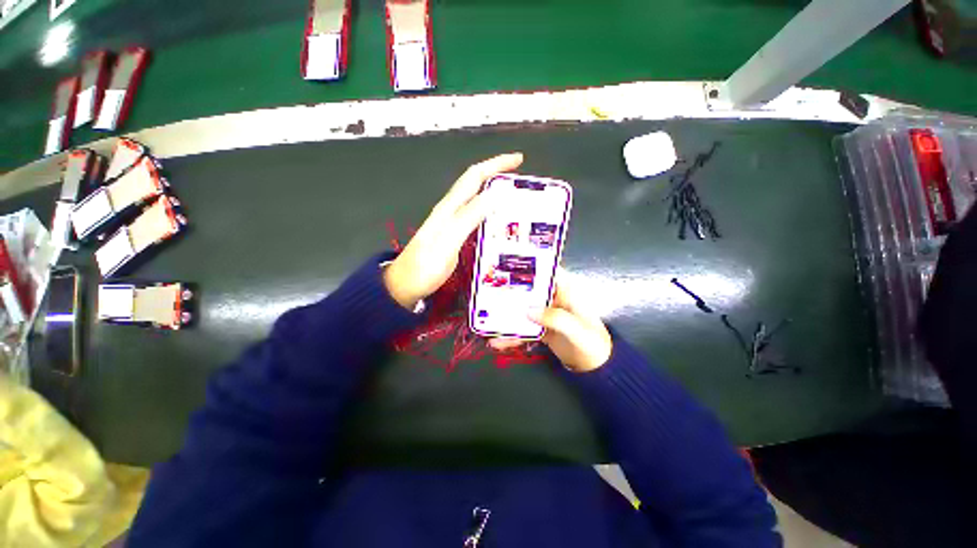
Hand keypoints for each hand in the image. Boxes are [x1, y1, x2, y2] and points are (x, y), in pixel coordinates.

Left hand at [384, 153, 523, 308]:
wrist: (405, 285)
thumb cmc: (425, 267)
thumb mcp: (448, 242)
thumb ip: (468, 218)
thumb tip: (494, 194)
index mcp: (449, 208)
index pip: (475, 177)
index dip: (496, 164)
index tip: (518, 160)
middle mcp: (450, 211)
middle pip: (475, 184)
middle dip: (498, 174)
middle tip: (521, 180)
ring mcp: (451, 223)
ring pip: (476, 199)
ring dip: (495, 192)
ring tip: (516, 197)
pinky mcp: (454, 235)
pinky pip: (475, 216)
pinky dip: (490, 211)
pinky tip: (499, 220)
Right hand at [491, 272, 612, 371]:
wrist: (596, 367)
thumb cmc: (592, 343)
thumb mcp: (576, 329)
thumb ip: (555, 318)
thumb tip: (528, 311)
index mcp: (565, 290)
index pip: (546, 270)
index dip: (529, 265)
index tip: (507, 265)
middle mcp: (553, 297)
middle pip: (528, 289)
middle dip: (509, 290)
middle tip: (487, 291)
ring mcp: (545, 313)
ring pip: (522, 308)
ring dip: (506, 314)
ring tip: (487, 319)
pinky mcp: (540, 327)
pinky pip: (522, 327)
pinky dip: (511, 334)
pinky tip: (498, 341)